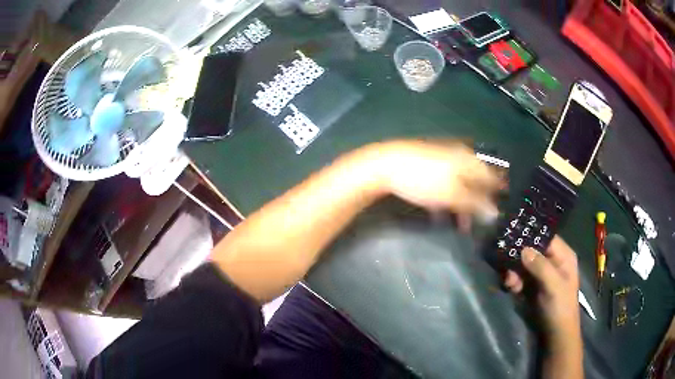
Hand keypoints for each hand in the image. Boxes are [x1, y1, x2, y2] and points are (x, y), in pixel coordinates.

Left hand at [365, 139, 503, 221]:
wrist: (385, 166)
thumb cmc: (424, 180)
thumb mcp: (452, 195)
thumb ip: (475, 203)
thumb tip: (495, 213)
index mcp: (468, 160)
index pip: (491, 176)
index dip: (498, 193)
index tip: (500, 208)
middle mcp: (458, 157)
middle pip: (476, 182)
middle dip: (478, 203)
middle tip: (477, 223)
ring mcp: (442, 160)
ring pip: (459, 185)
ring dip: (461, 205)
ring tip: (460, 225)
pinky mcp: (428, 167)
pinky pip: (444, 184)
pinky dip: (446, 199)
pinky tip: (440, 213)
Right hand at [504, 236, 580, 340]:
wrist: (555, 333)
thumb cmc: (560, 307)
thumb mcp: (553, 286)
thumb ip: (540, 267)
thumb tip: (523, 249)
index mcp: (563, 256)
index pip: (546, 238)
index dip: (530, 236)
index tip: (512, 237)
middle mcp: (552, 261)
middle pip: (532, 250)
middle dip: (518, 258)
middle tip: (507, 268)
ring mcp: (542, 273)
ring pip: (523, 264)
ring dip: (514, 272)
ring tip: (510, 284)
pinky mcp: (532, 285)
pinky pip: (520, 276)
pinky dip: (514, 281)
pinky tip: (512, 289)